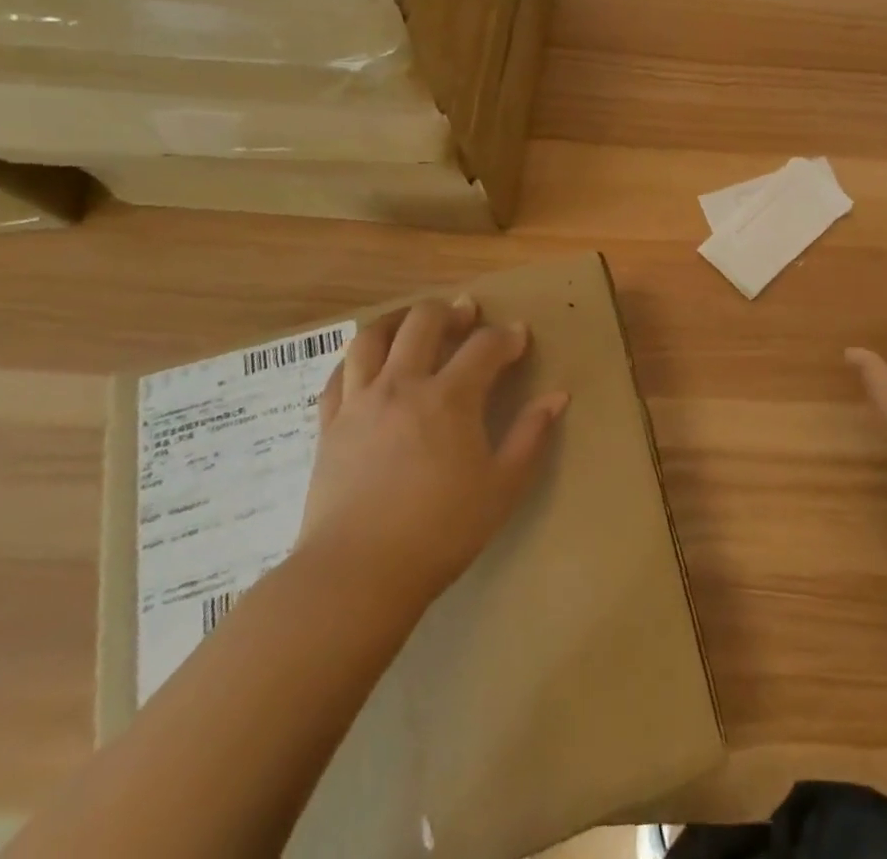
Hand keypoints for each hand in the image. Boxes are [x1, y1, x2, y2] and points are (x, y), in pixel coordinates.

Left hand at [297, 296, 567, 617]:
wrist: (356, 575)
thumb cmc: (440, 531)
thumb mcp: (502, 486)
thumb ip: (531, 435)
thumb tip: (557, 396)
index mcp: (450, 398)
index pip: (485, 346)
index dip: (508, 336)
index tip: (519, 337)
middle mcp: (403, 386)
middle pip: (423, 322)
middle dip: (450, 311)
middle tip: (466, 314)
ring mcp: (360, 403)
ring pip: (372, 337)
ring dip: (398, 320)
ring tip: (413, 323)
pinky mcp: (329, 426)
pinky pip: (339, 374)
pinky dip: (357, 357)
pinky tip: (369, 362)